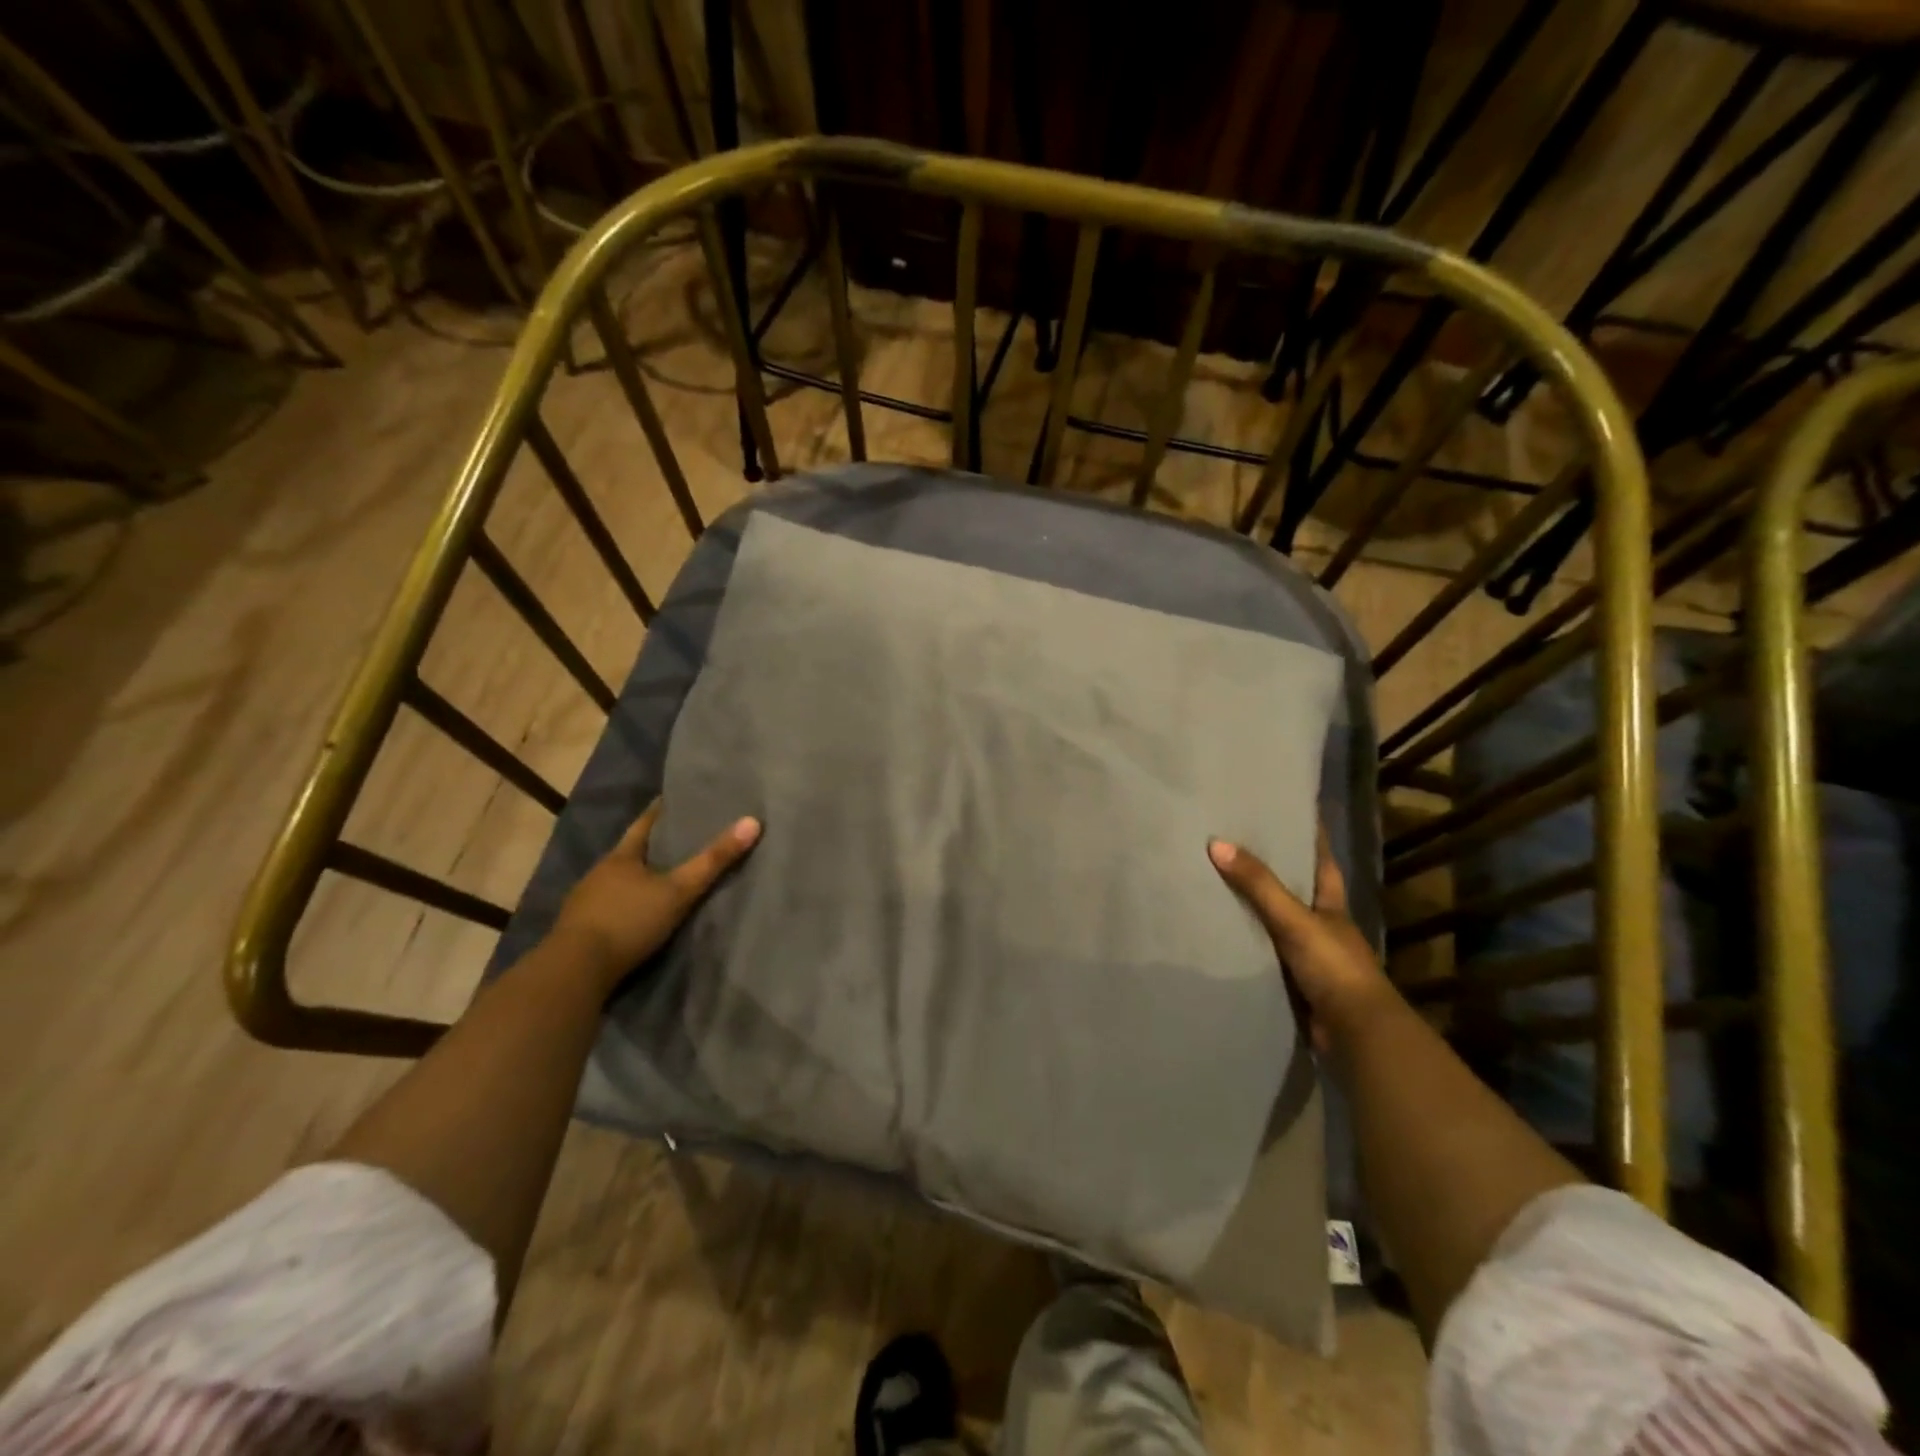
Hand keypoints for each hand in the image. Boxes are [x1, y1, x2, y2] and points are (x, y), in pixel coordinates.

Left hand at [551, 799, 760, 987]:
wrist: (574, 971)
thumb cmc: (628, 921)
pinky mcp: (579, 931)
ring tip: (661, 878)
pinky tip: (636, 914)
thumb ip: (713, 860)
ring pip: (616, 882)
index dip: (659, 811)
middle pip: (629, 853)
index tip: (673, 798)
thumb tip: (753, 822)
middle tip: (678, 839)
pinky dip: (624, 906)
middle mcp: (599, 873)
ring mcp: (584, 903)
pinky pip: (607, 908)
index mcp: (620, 858)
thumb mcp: (679, 891)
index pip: (643, 825)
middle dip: (651, 847)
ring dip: (636, 880)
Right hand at [1208, 828, 1394, 1051]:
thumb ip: (1258, 885)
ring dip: (1255, 904)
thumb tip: (1216, 843)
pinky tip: (1221, 929)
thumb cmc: (1334, 967)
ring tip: (1218, 878)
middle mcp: (1321, 924)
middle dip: (1274, 867)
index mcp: (1331, 904)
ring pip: (1277, 919)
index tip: (1292, 808)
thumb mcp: (1294, 919)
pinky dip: (1246, 939)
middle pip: (1296, 887)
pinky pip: (1263, 949)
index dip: (1311, 834)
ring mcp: (1308, 953)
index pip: (1321, 859)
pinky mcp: (1292, 978)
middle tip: (1238, 840)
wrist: (1354, 1032)